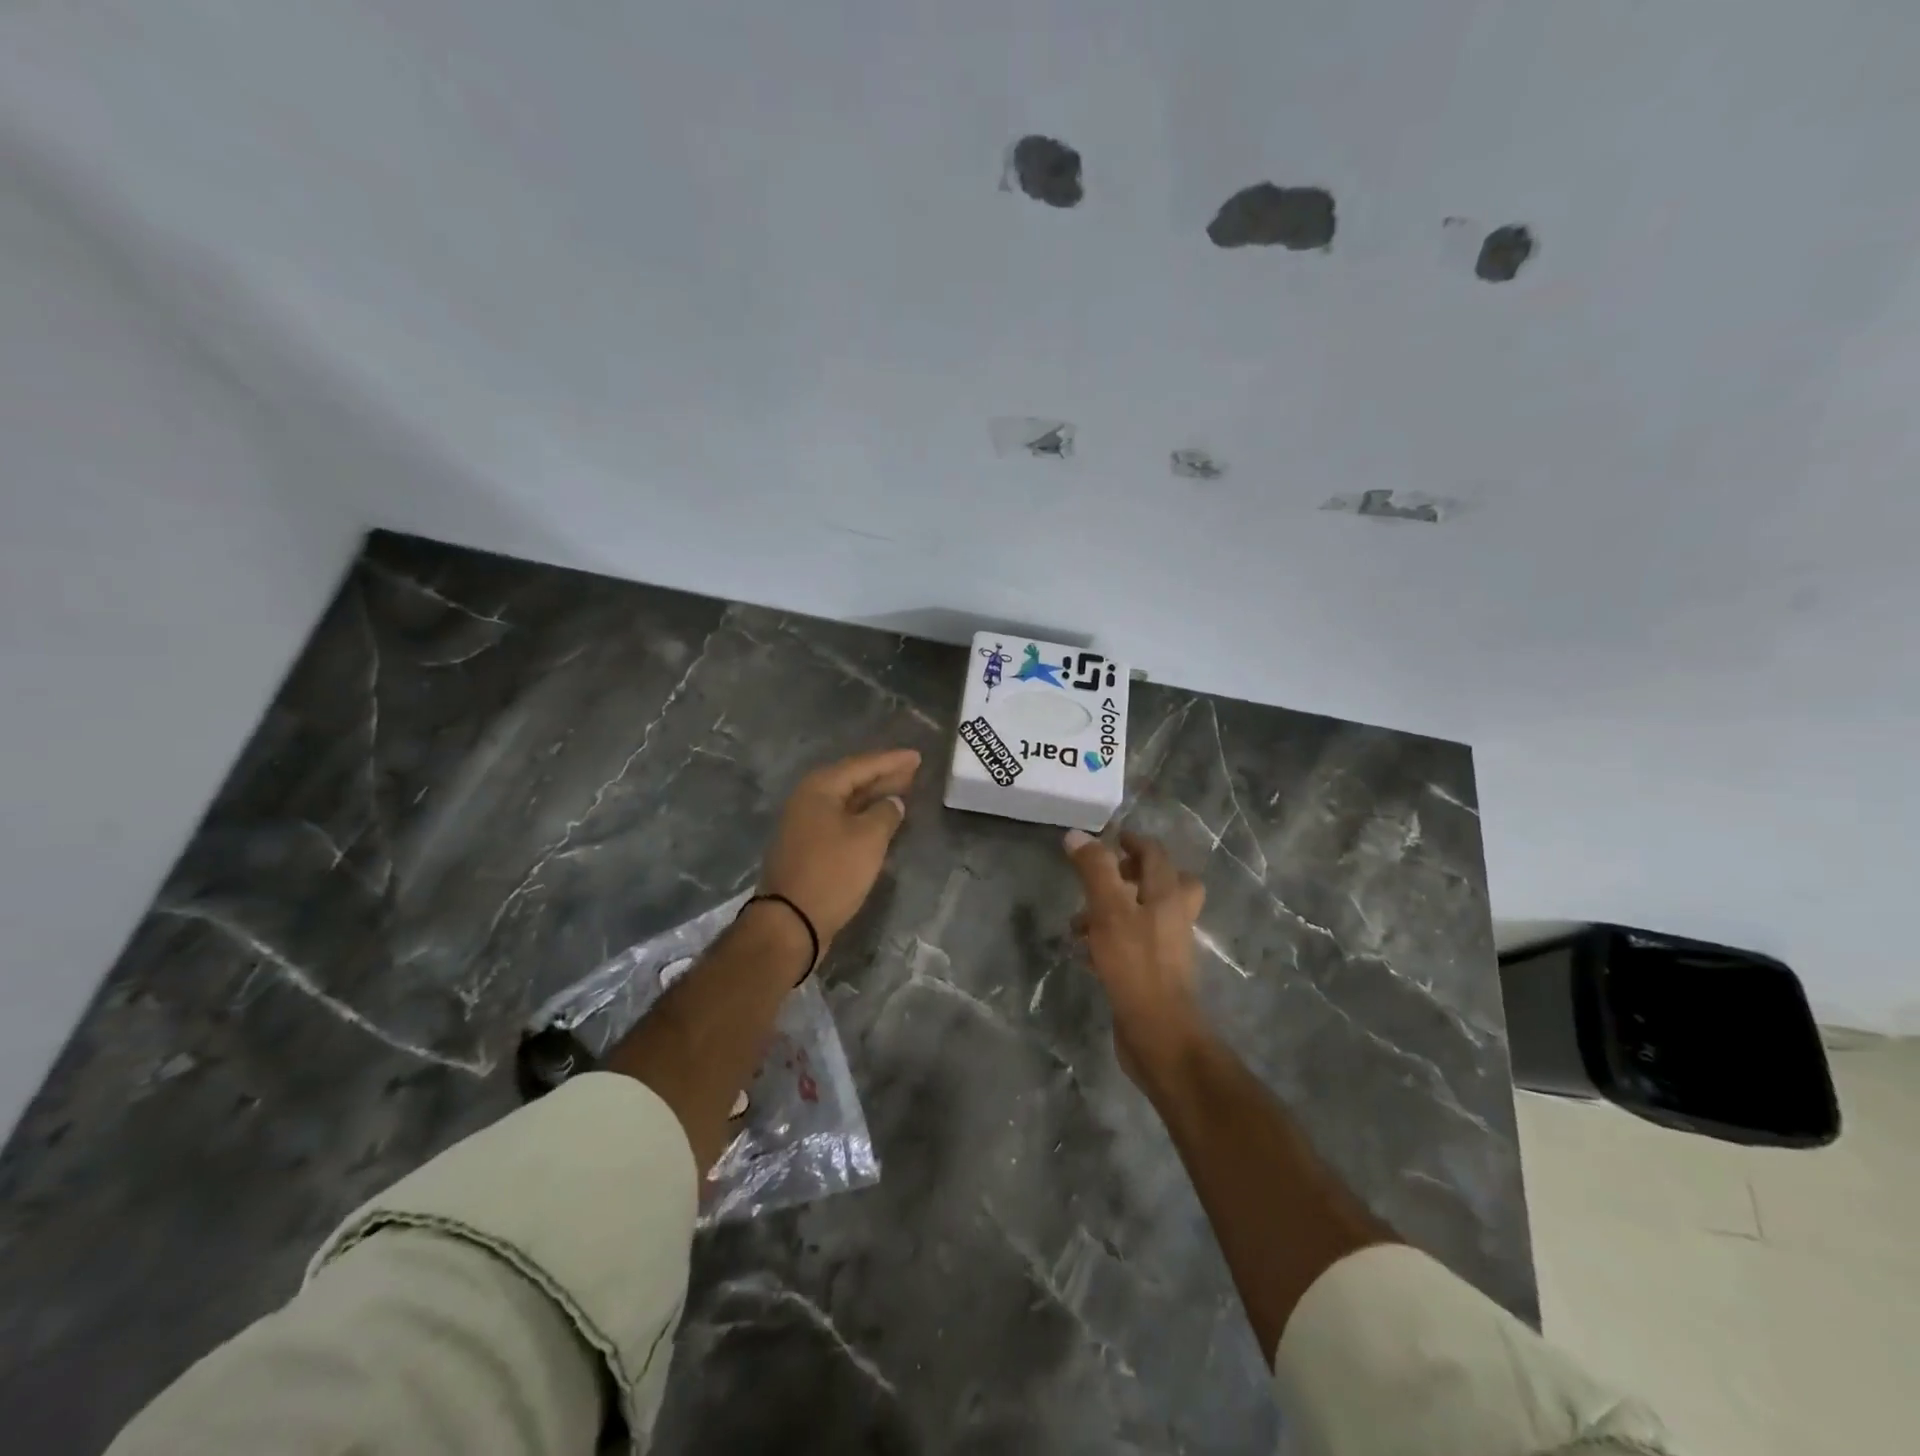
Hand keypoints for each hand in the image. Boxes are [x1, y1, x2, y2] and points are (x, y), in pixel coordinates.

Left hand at [761, 749, 920, 946]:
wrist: (790, 922)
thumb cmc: (832, 872)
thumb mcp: (868, 838)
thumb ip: (886, 813)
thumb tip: (893, 802)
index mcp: (819, 788)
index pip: (862, 765)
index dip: (892, 760)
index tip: (917, 756)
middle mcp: (808, 800)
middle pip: (852, 781)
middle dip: (883, 776)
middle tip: (913, 771)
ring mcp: (805, 825)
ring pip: (847, 802)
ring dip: (874, 797)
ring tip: (902, 792)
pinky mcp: (808, 848)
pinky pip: (841, 821)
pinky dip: (863, 818)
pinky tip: (881, 822)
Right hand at [1064, 830, 1207, 1078]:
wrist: (1159, 1034)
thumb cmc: (1136, 965)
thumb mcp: (1110, 910)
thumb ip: (1095, 871)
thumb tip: (1077, 835)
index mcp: (1168, 896)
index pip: (1156, 855)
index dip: (1134, 842)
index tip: (1110, 838)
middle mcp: (1172, 918)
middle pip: (1162, 885)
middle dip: (1129, 877)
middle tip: (1103, 879)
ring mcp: (1165, 948)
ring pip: (1142, 916)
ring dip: (1112, 912)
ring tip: (1076, 923)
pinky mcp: (1151, 974)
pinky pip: (1130, 946)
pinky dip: (1108, 942)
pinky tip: (1083, 955)